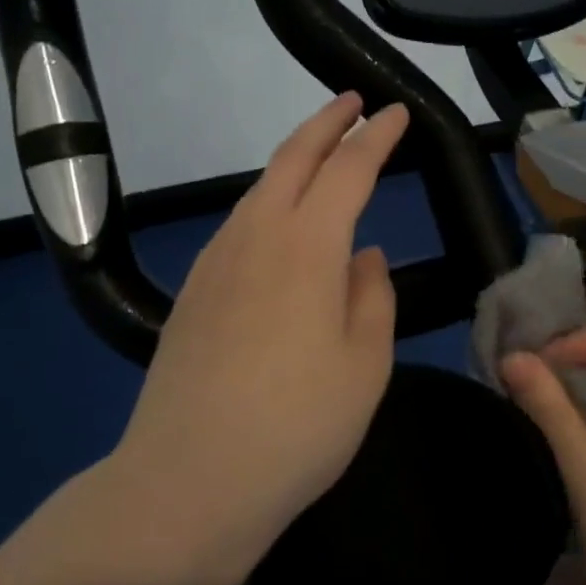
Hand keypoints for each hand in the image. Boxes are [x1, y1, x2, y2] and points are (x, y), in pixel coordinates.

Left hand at [106, 92, 409, 580]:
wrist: (188, 482)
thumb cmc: (298, 427)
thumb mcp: (364, 366)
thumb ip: (371, 298)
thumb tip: (364, 256)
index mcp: (307, 248)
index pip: (349, 170)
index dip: (376, 136)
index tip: (397, 114)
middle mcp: (255, 237)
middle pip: (291, 159)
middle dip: (325, 123)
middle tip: (351, 102)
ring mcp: (216, 263)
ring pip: (258, 189)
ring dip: (292, 160)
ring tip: (319, 154)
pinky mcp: (193, 292)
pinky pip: (238, 224)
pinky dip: (266, 201)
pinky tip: (277, 224)